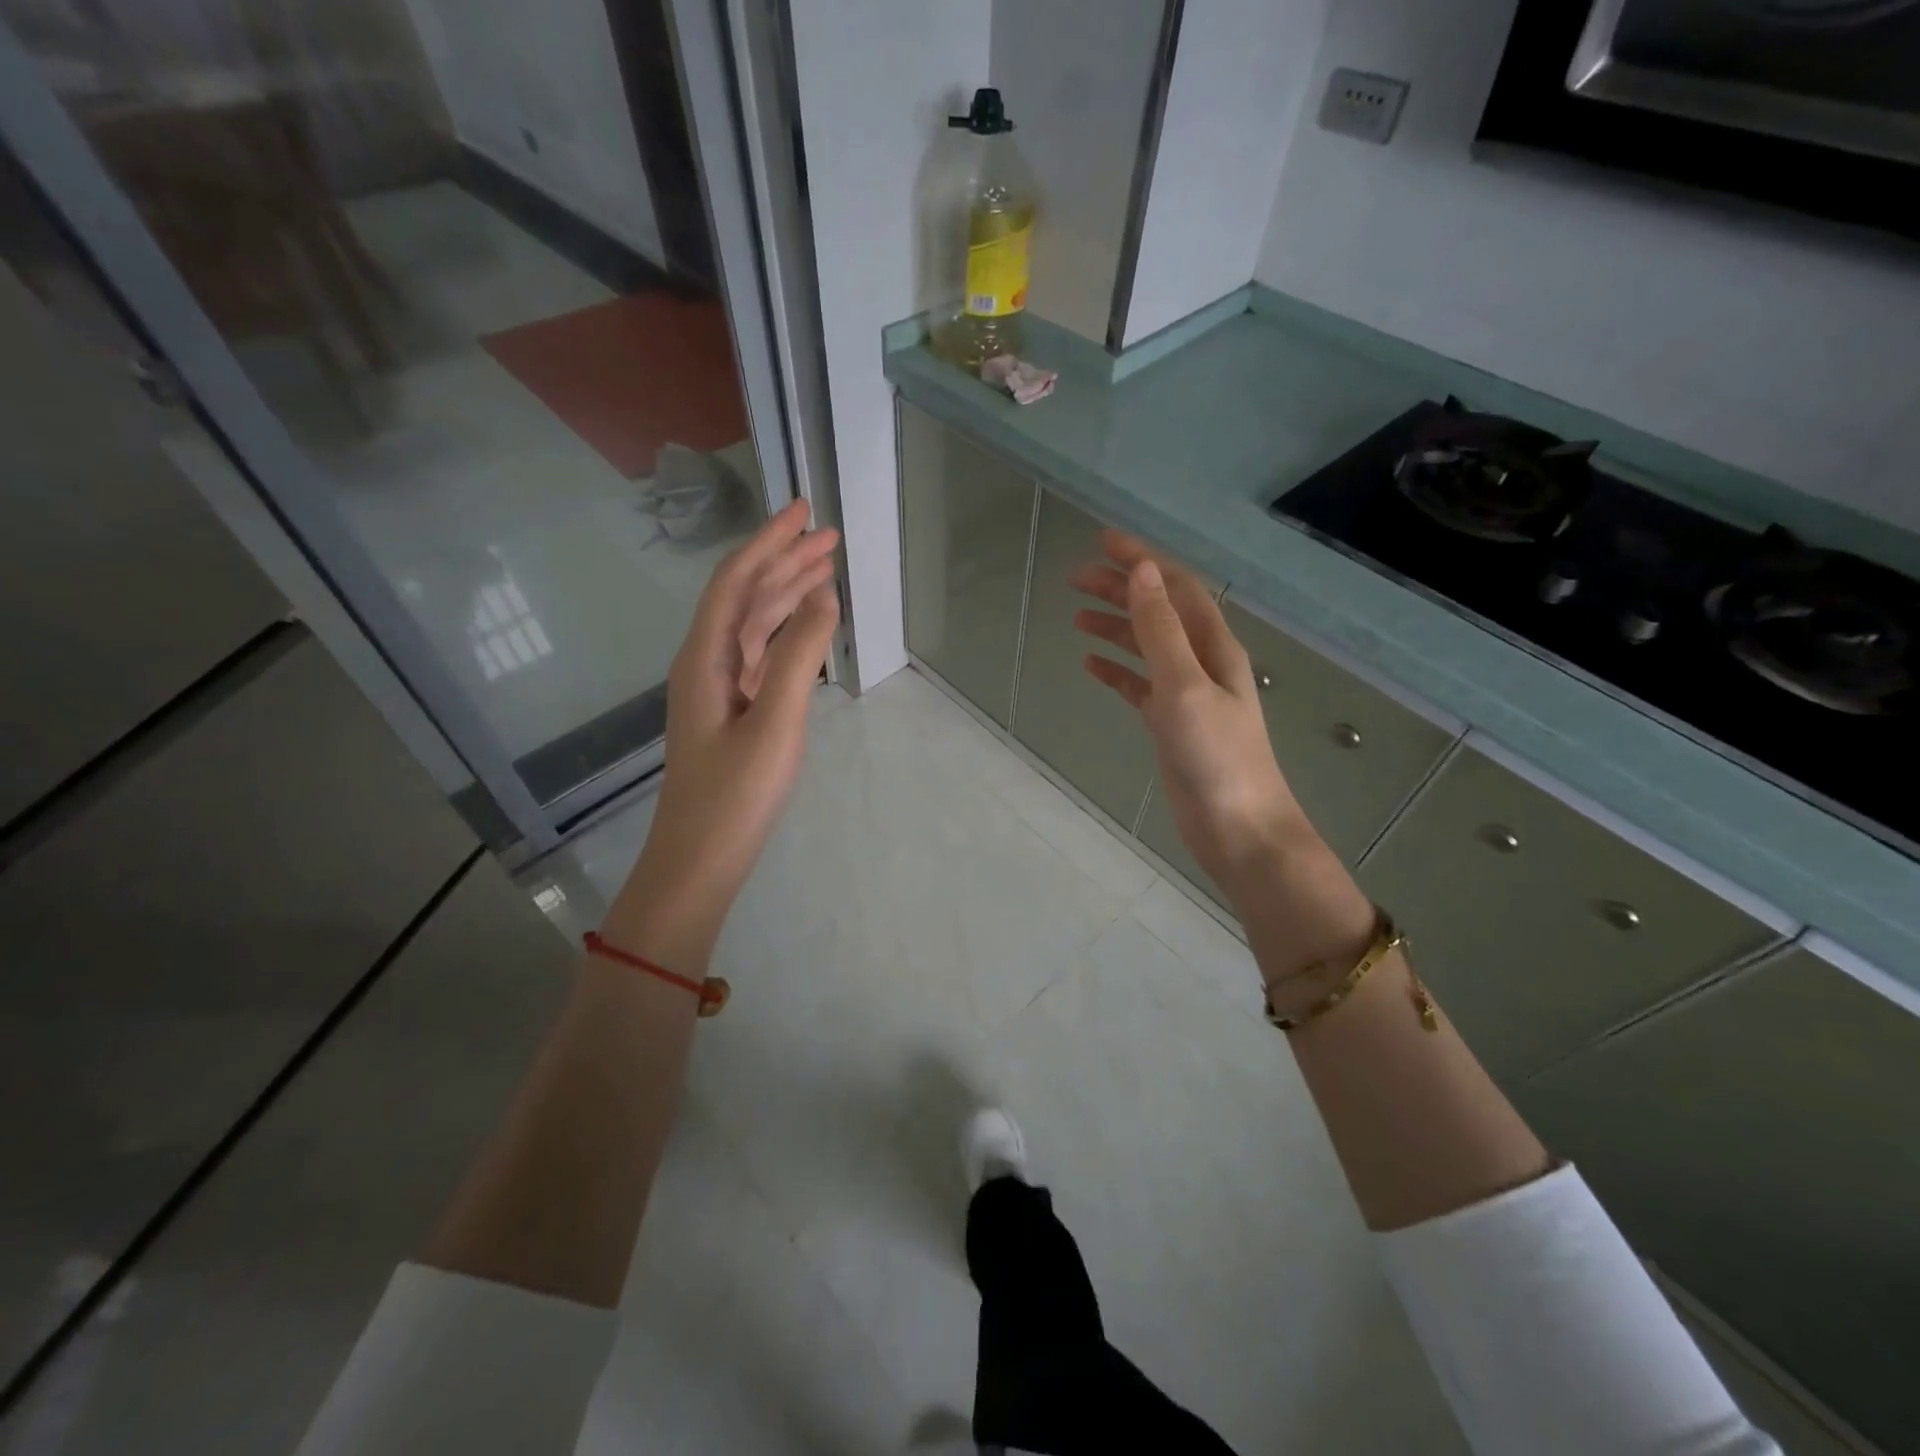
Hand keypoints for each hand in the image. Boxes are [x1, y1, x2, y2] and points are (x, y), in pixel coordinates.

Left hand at [606, 500, 839, 966]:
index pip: (737, 581)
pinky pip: (759, 656)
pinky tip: (807, 629)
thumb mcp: (776, 721)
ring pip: (753, 626)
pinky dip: (786, 633)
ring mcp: (718, 689)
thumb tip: (824, 595)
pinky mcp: (732, 713)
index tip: (805, 512)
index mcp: (705, 657)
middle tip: (827, 536)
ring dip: (786, 594)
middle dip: (784, 561)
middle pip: (745, 597)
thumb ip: (799, 655)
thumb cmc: (735, 794)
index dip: (769, 542)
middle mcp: (706, 663)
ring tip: (825, 570)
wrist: (699, 859)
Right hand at [1069, 531, 1337, 914]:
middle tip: (1076, 578)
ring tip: (1076, 615)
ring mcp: (1187, 694)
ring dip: (1115, 627)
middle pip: (1158, 612)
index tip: (1103, 541)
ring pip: (1146, 647)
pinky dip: (1116, 671)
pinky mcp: (1171, 723)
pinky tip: (1091, 665)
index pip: (1175, 587)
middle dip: (1122, 590)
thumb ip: (1162, 630)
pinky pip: (1139, 685)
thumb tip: (1143, 572)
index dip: (1142, 560)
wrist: (1238, 828)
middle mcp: (1203, 662)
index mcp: (1214, 645)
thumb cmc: (1216, 755)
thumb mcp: (1185, 685)